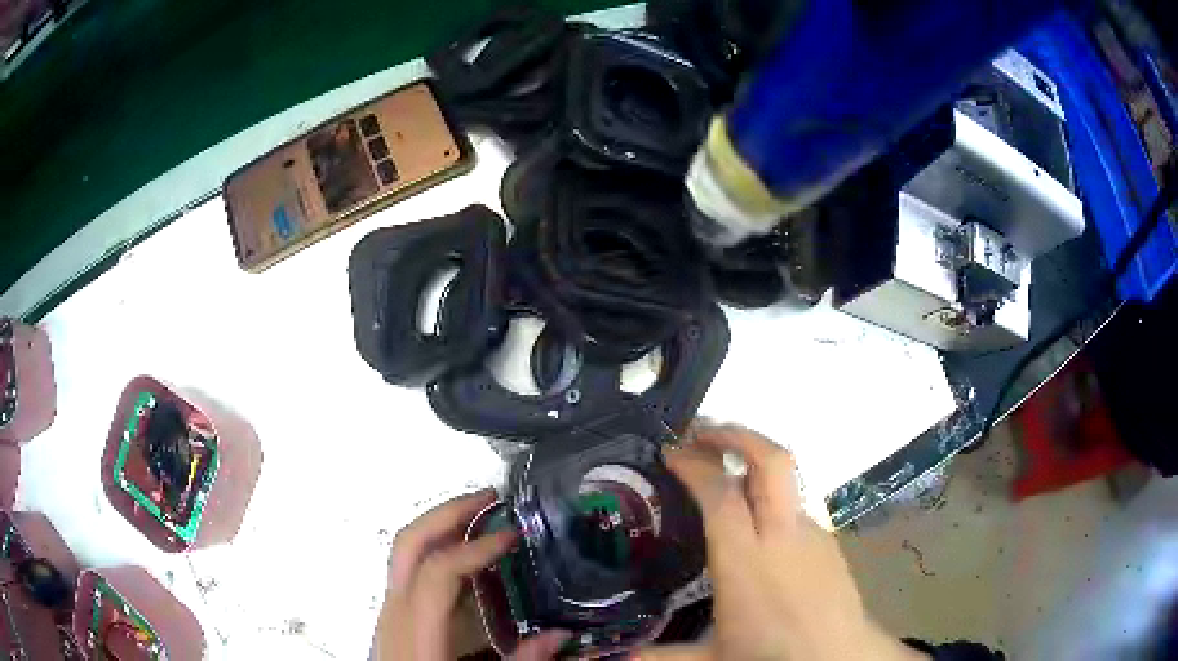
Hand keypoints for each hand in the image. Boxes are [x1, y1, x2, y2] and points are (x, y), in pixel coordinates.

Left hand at [373, 489, 569, 659]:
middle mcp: (394, 610)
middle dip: (448, 513)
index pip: (438, 570)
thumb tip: (560, 635)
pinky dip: (435, 548)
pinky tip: (464, 559)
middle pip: (408, 543)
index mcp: (415, 629)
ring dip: (440, 525)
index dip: (474, 547)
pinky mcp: (392, 616)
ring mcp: (388, 609)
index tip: (512, 535)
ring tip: (480, 518)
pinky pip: (409, 568)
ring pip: (404, 550)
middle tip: (490, 499)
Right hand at [639, 425, 924, 660]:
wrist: (841, 657)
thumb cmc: (773, 656)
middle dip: (736, 434)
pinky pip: (794, 509)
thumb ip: (660, 656)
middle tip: (702, 430)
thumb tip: (615, 659)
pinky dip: (770, 501)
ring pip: (785, 480)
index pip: (721, 493)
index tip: (671, 452)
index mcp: (745, 560)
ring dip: (753, 464)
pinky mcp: (828, 541)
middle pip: (770, 460)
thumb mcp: (711, 659)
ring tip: (723, 474)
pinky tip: (758, 528)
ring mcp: (811, 533)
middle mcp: (781, 534)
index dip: (695, 465)